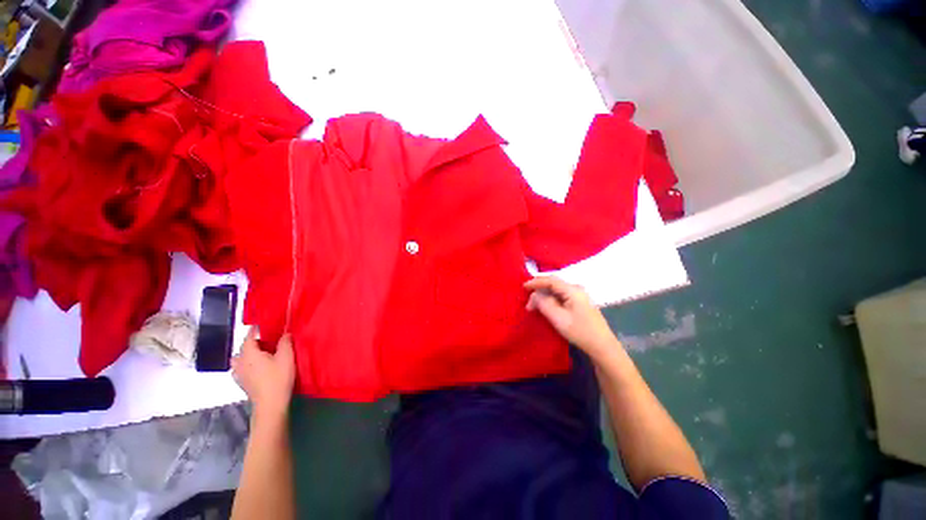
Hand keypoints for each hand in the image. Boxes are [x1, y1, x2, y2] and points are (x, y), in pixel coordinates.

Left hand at [232, 328, 294, 420]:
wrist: (270, 403)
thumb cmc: (278, 377)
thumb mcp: (287, 356)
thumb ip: (285, 342)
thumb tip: (285, 333)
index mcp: (250, 353)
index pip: (248, 338)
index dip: (254, 330)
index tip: (259, 325)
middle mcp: (240, 362)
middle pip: (243, 349)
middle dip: (252, 343)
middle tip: (267, 341)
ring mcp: (239, 374)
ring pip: (239, 360)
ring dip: (247, 355)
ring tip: (259, 355)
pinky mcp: (242, 383)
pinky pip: (240, 369)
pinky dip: (246, 365)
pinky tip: (255, 368)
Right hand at [525, 276, 620, 360]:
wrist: (602, 346)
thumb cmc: (580, 331)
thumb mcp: (558, 318)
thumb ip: (544, 303)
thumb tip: (534, 295)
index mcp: (572, 290)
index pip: (550, 280)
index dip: (535, 282)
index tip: (523, 287)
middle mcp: (576, 289)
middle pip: (553, 285)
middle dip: (539, 292)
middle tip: (529, 305)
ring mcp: (579, 296)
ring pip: (557, 291)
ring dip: (544, 297)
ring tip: (535, 307)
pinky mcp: (580, 304)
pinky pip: (561, 296)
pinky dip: (551, 300)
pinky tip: (546, 308)